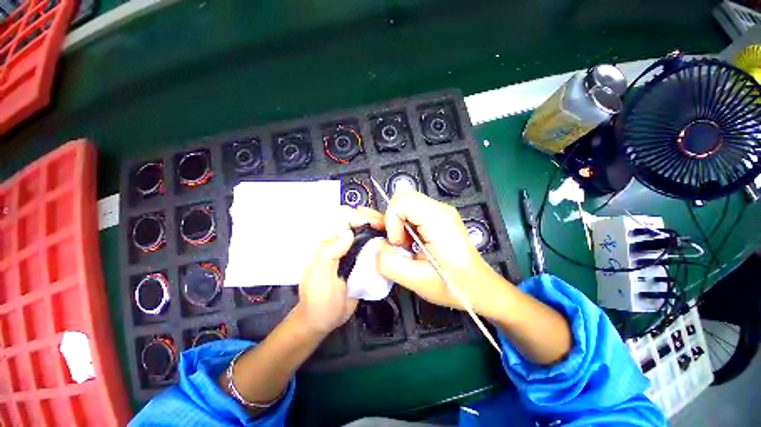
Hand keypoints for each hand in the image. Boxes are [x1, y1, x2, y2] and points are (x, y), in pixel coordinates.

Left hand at [295, 206, 383, 334]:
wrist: (325, 319)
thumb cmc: (318, 299)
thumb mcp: (320, 276)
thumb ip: (328, 253)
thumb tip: (348, 233)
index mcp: (326, 242)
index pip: (340, 218)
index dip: (356, 216)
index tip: (371, 222)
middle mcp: (339, 243)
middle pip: (356, 222)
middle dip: (370, 220)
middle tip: (385, 226)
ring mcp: (351, 252)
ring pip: (365, 233)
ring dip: (377, 230)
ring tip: (390, 234)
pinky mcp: (360, 261)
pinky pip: (371, 248)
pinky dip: (380, 243)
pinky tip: (389, 245)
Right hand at [375, 190, 510, 319]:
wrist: (480, 286)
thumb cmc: (454, 285)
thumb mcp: (418, 281)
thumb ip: (389, 264)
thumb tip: (374, 247)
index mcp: (438, 221)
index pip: (402, 201)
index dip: (392, 221)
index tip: (399, 244)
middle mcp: (441, 209)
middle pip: (403, 197)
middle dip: (392, 219)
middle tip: (399, 243)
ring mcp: (441, 211)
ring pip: (406, 202)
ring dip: (397, 221)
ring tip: (404, 244)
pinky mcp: (439, 216)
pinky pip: (413, 209)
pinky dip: (404, 222)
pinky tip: (407, 240)